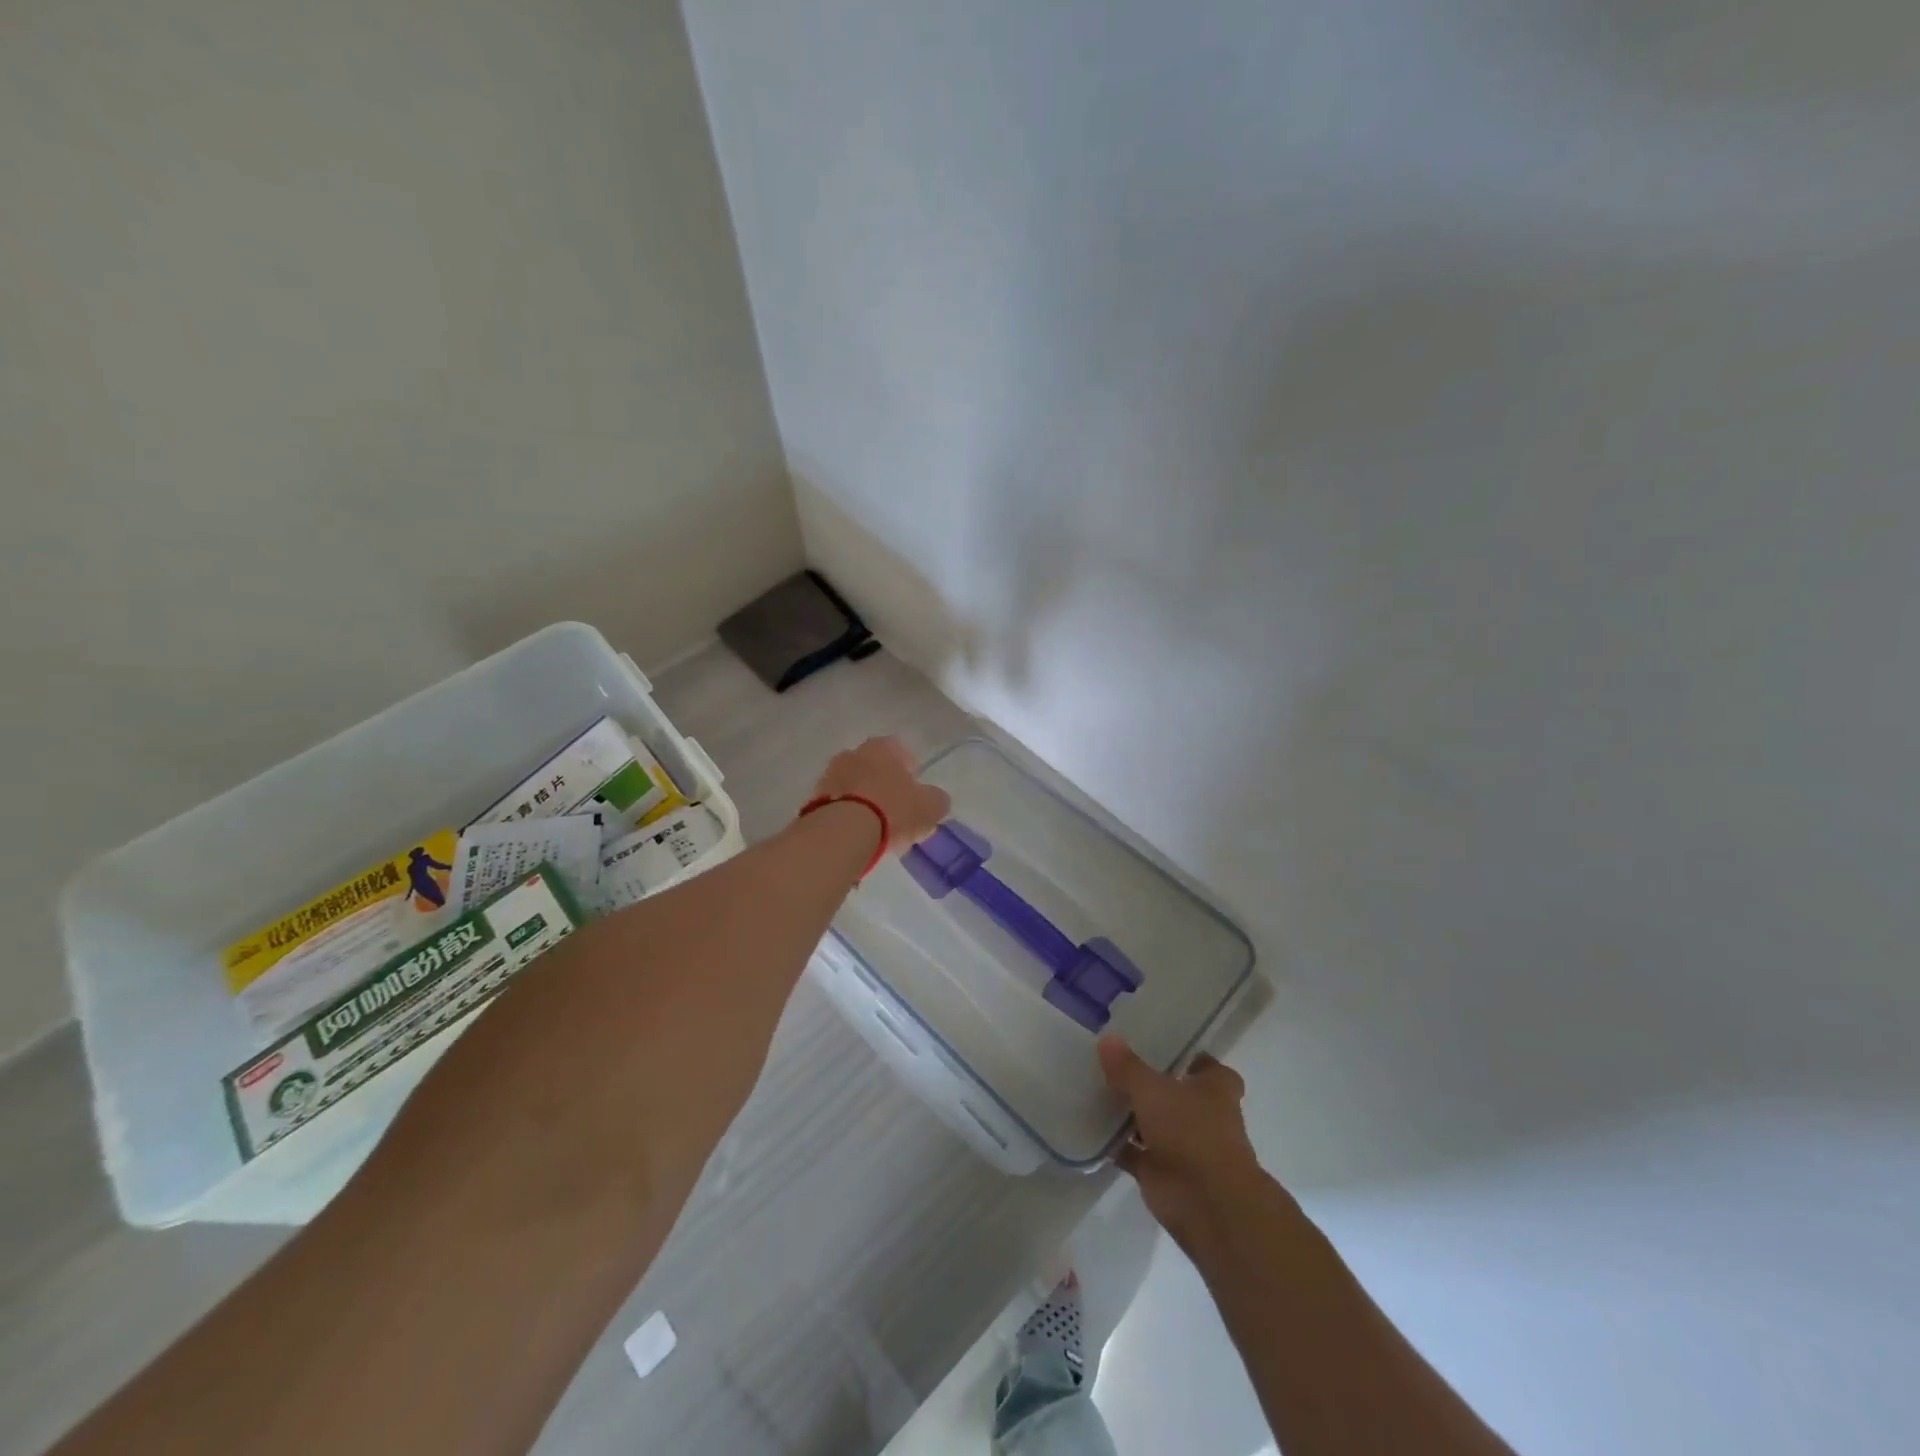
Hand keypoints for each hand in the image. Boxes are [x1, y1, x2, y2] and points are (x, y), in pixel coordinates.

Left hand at [809, 737, 950, 854]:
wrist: (843, 833)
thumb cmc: (892, 810)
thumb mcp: (929, 806)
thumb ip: (936, 800)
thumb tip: (936, 800)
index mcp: (881, 747)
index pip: (898, 749)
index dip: (909, 768)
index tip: (915, 789)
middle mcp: (852, 754)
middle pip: (872, 767)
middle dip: (884, 784)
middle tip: (897, 809)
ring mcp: (828, 777)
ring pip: (853, 786)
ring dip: (864, 800)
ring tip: (878, 828)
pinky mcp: (813, 802)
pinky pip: (838, 806)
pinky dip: (848, 816)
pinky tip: (859, 836)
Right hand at [1099, 1036, 1271, 1254]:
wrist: (1205, 1202)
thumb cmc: (1190, 1131)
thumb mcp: (1152, 1088)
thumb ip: (1128, 1066)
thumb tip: (1107, 1038)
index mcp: (1215, 1089)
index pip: (1207, 1065)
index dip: (1188, 1057)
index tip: (1159, 1046)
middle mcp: (1204, 1116)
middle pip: (1176, 1094)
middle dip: (1152, 1084)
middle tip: (1115, 1064)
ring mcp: (1184, 1146)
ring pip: (1154, 1123)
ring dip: (1132, 1115)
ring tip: (1096, 1091)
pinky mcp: (1163, 1172)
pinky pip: (1135, 1153)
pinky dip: (1118, 1145)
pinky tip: (1092, 1129)